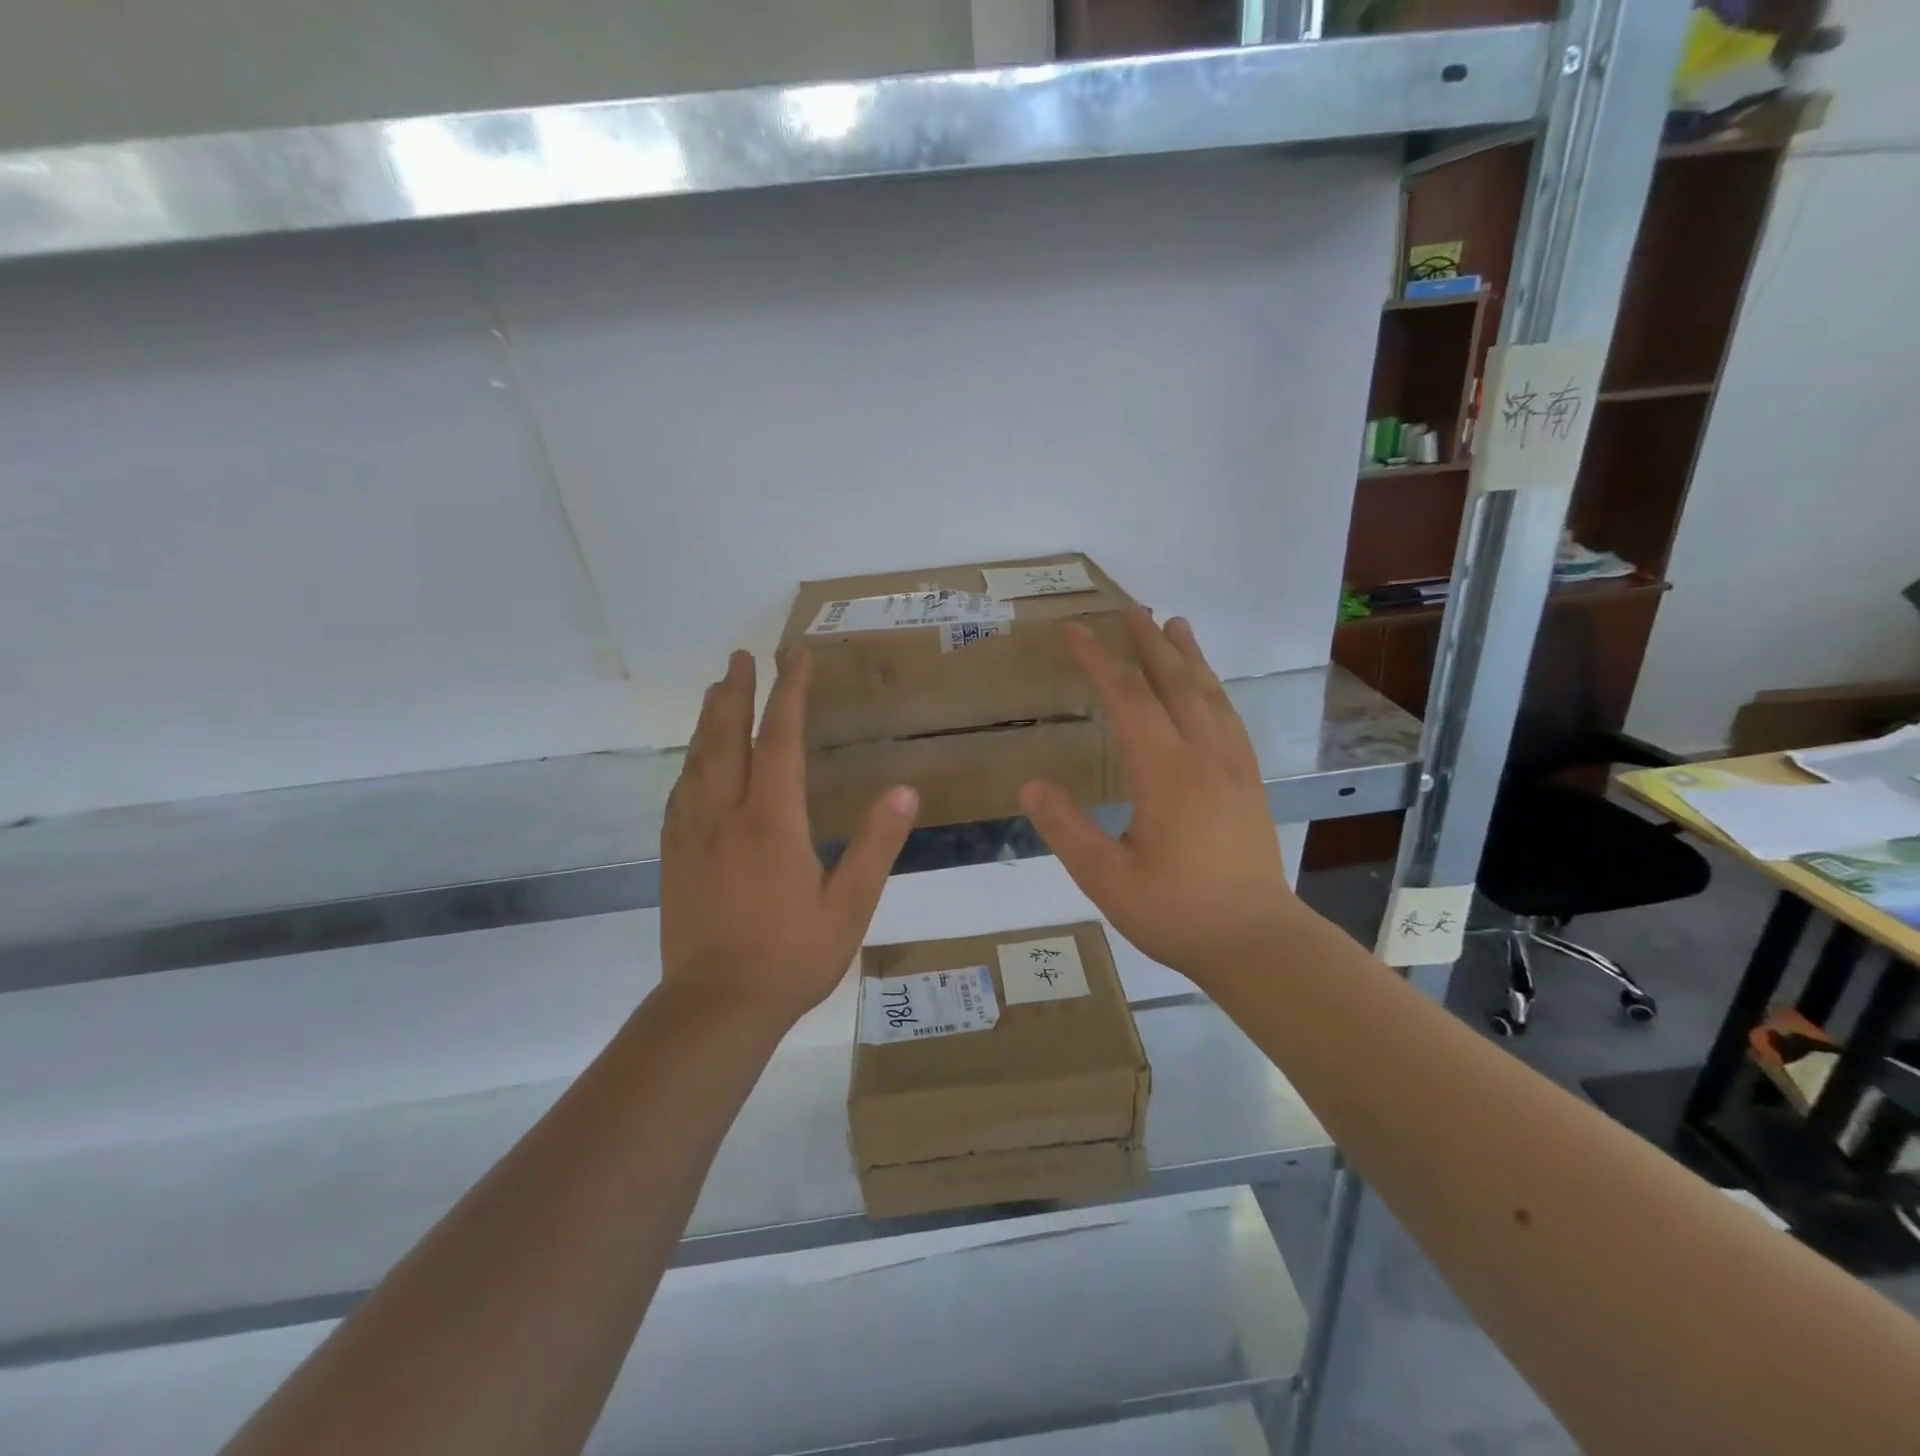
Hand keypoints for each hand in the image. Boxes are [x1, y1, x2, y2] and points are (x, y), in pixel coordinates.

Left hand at [660, 648, 918, 1025]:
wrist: (714, 1007)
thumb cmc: (790, 956)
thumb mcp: (849, 905)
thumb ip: (875, 845)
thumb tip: (905, 791)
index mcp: (771, 821)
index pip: (779, 740)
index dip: (789, 693)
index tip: (795, 656)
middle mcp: (725, 815)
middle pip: (725, 738)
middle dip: (735, 692)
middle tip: (740, 656)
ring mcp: (692, 835)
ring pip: (697, 761)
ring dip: (708, 720)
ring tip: (717, 691)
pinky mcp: (674, 858)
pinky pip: (679, 794)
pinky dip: (690, 763)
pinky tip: (693, 763)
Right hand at [1018, 610, 1298, 988]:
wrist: (1258, 943)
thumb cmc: (1178, 912)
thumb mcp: (1107, 878)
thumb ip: (1067, 829)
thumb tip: (1030, 785)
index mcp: (1166, 772)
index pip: (1127, 699)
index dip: (1099, 660)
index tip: (1075, 630)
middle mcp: (1204, 757)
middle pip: (1176, 683)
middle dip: (1149, 642)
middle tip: (1132, 607)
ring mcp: (1234, 768)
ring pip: (1211, 696)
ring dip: (1190, 657)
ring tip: (1176, 625)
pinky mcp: (1250, 785)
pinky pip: (1230, 720)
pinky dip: (1214, 691)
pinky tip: (1210, 691)